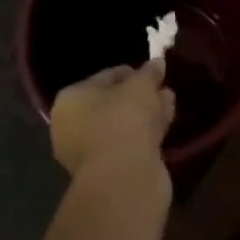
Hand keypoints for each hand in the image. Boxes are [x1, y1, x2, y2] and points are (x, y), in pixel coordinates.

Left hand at [49, 60, 175, 181]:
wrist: (123, 178)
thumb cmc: (124, 119)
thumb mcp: (141, 85)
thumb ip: (149, 72)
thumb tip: (157, 62)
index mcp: (70, 101)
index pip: (104, 77)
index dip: (131, 73)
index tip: (152, 72)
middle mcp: (72, 126)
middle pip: (113, 103)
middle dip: (140, 95)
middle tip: (162, 88)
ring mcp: (89, 153)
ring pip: (123, 125)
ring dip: (146, 113)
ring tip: (169, 102)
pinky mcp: (108, 172)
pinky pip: (129, 143)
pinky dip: (146, 133)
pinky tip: (166, 123)